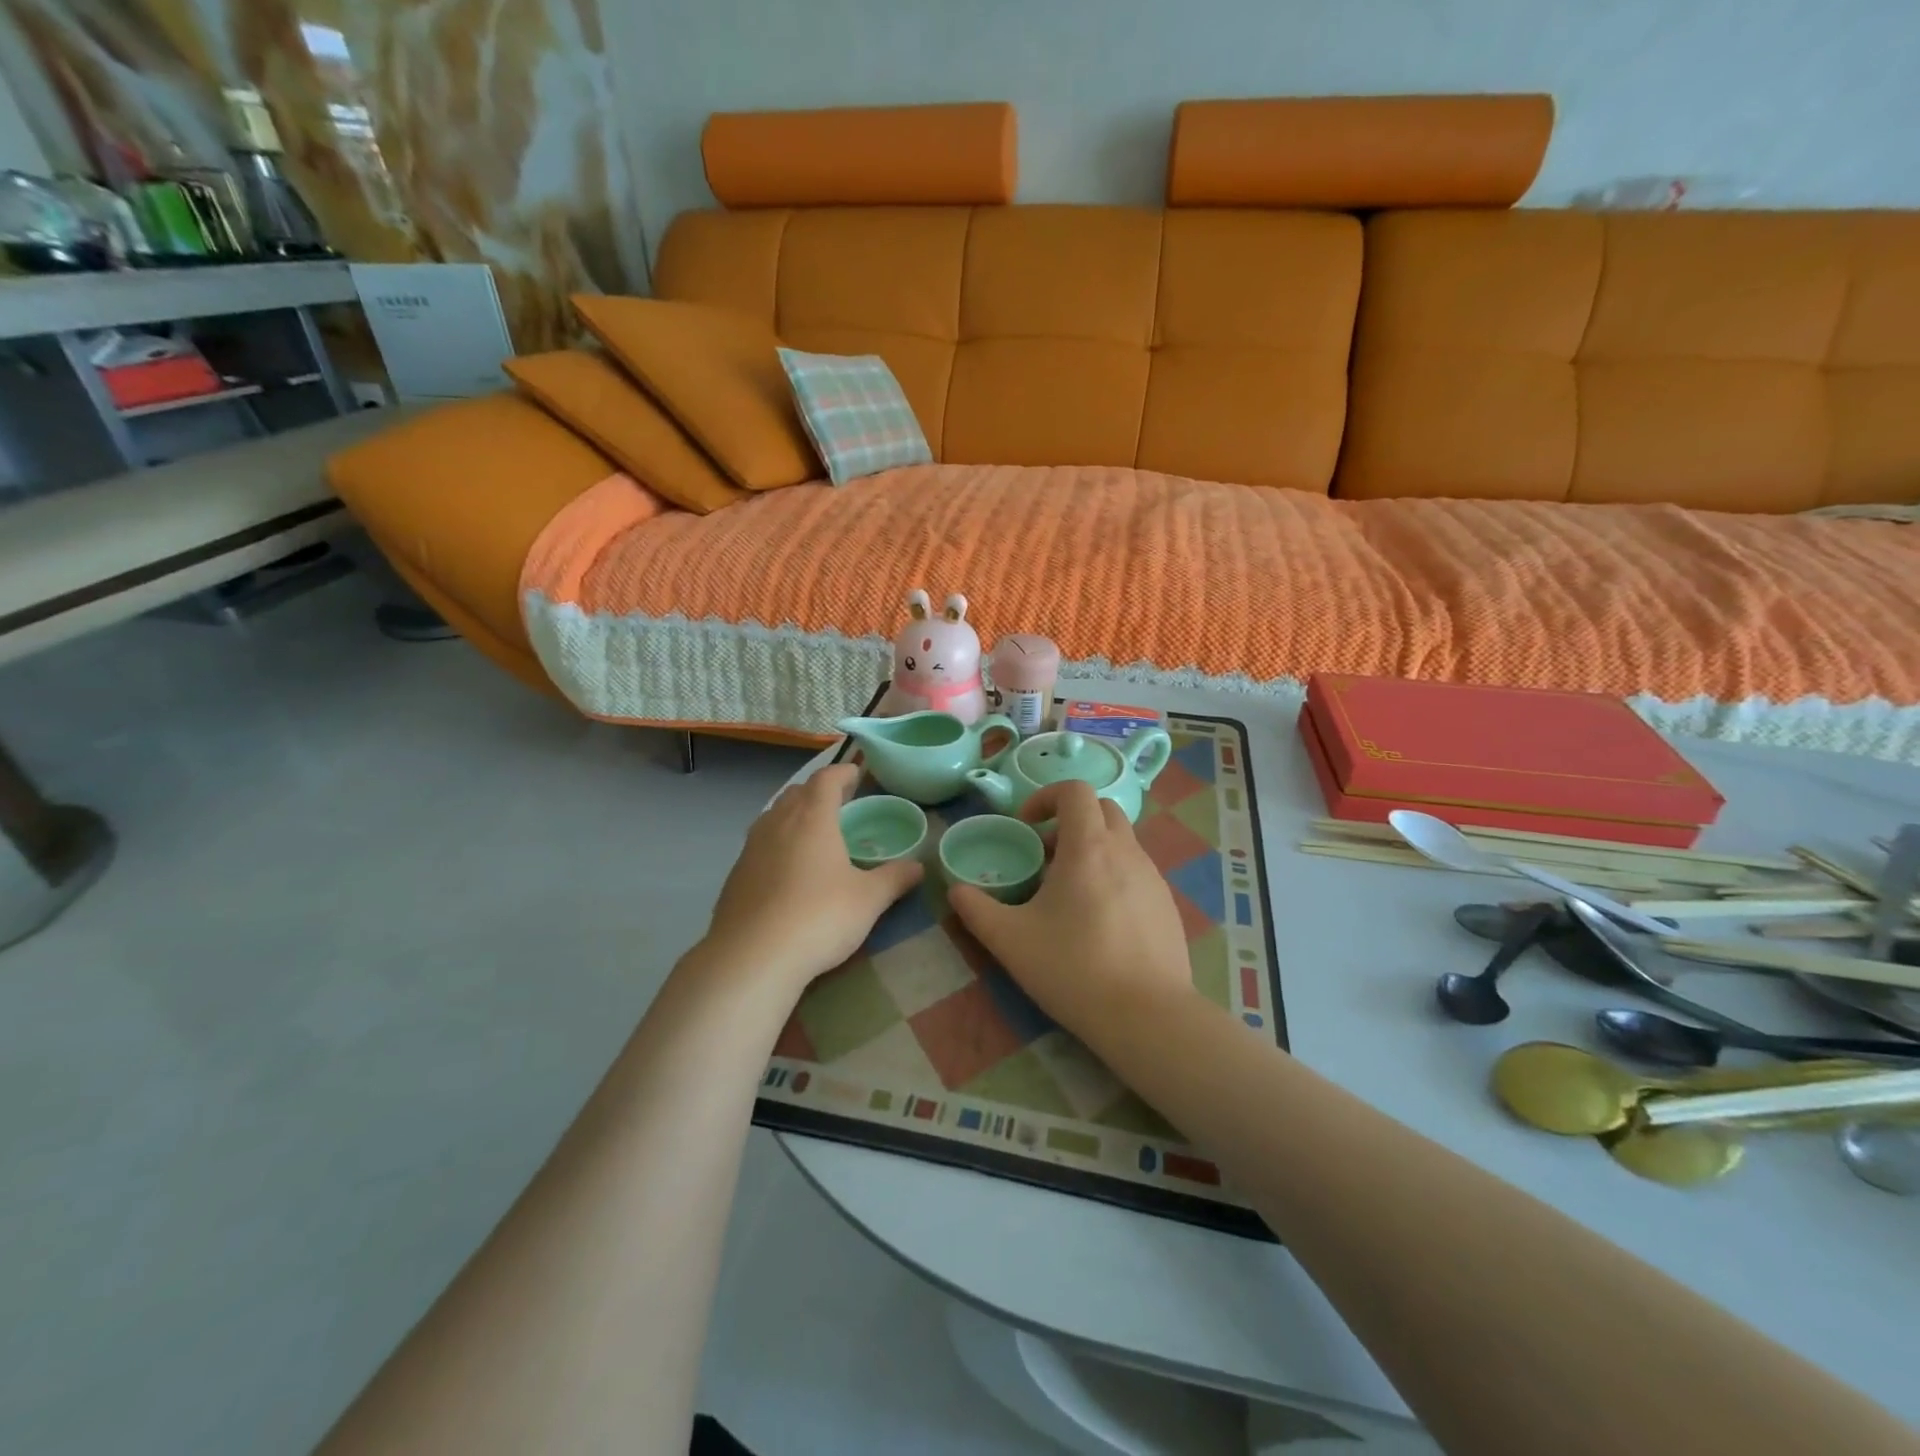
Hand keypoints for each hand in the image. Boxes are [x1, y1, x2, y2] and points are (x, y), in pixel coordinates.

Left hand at [703, 764, 922, 993]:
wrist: (752, 958)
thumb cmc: (819, 917)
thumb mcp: (869, 900)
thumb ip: (894, 878)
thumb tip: (918, 867)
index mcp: (812, 818)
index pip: (826, 779)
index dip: (843, 772)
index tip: (856, 774)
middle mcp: (778, 823)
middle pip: (797, 792)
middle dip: (818, 791)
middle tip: (839, 802)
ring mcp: (751, 848)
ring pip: (774, 816)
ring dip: (794, 814)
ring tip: (813, 832)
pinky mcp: (736, 875)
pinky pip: (760, 844)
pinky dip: (777, 843)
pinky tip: (788, 869)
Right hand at [948, 782, 1194, 1036]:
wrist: (1147, 1016)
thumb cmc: (1073, 968)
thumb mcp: (1010, 940)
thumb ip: (976, 910)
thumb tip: (956, 891)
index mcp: (1089, 847)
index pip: (1075, 790)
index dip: (1046, 797)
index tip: (1026, 827)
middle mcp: (1126, 851)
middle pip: (1102, 810)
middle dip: (1070, 820)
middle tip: (1044, 855)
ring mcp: (1153, 878)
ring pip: (1121, 842)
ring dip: (1092, 850)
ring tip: (1068, 894)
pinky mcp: (1167, 906)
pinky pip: (1137, 873)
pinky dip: (1114, 877)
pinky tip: (1099, 923)